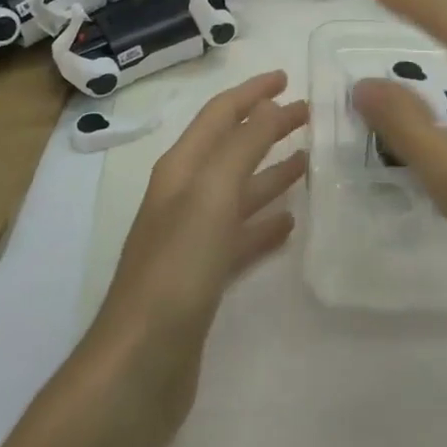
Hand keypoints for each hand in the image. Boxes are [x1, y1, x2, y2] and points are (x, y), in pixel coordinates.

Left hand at [89, 71, 307, 428]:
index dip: (252, 92)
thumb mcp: (212, 194)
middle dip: (267, 126)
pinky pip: (241, 237)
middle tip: (310, 115)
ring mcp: (192, 239)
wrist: (137, 369)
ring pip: (239, 191)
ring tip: (309, 161)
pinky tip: (290, 223)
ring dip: (271, 171)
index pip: (220, 113)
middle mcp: (184, 196)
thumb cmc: (176, 269)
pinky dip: (265, 223)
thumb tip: (270, 104)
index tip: (288, 76)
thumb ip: (243, 144)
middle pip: (232, 148)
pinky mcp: (203, 279)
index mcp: (181, 168)